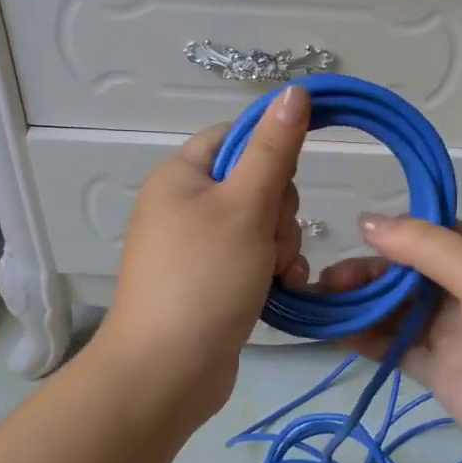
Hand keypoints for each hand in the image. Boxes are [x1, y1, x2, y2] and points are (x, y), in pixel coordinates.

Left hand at [94, 85, 312, 422]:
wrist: (167, 372)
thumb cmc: (204, 278)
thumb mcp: (245, 206)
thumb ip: (274, 149)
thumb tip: (294, 90)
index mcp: (181, 175)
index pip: (237, 137)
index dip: (270, 153)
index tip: (287, 182)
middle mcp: (184, 206)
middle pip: (254, 183)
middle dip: (278, 212)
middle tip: (270, 240)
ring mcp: (196, 247)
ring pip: (261, 224)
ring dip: (280, 246)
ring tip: (274, 273)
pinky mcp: (211, 282)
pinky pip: (253, 259)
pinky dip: (272, 271)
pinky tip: (281, 289)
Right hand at [320, 216, 461, 462]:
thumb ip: (427, 248)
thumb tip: (367, 221)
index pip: (430, 234)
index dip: (392, 232)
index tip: (351, 234)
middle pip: (404, 272)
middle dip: (367, 271)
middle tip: (327, 280)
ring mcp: (448, 332)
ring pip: (393, 309)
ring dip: (358, 303)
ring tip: (320, 302)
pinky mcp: (435, 371)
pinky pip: (392, 346)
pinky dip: (363, 337)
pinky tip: (333, 331)